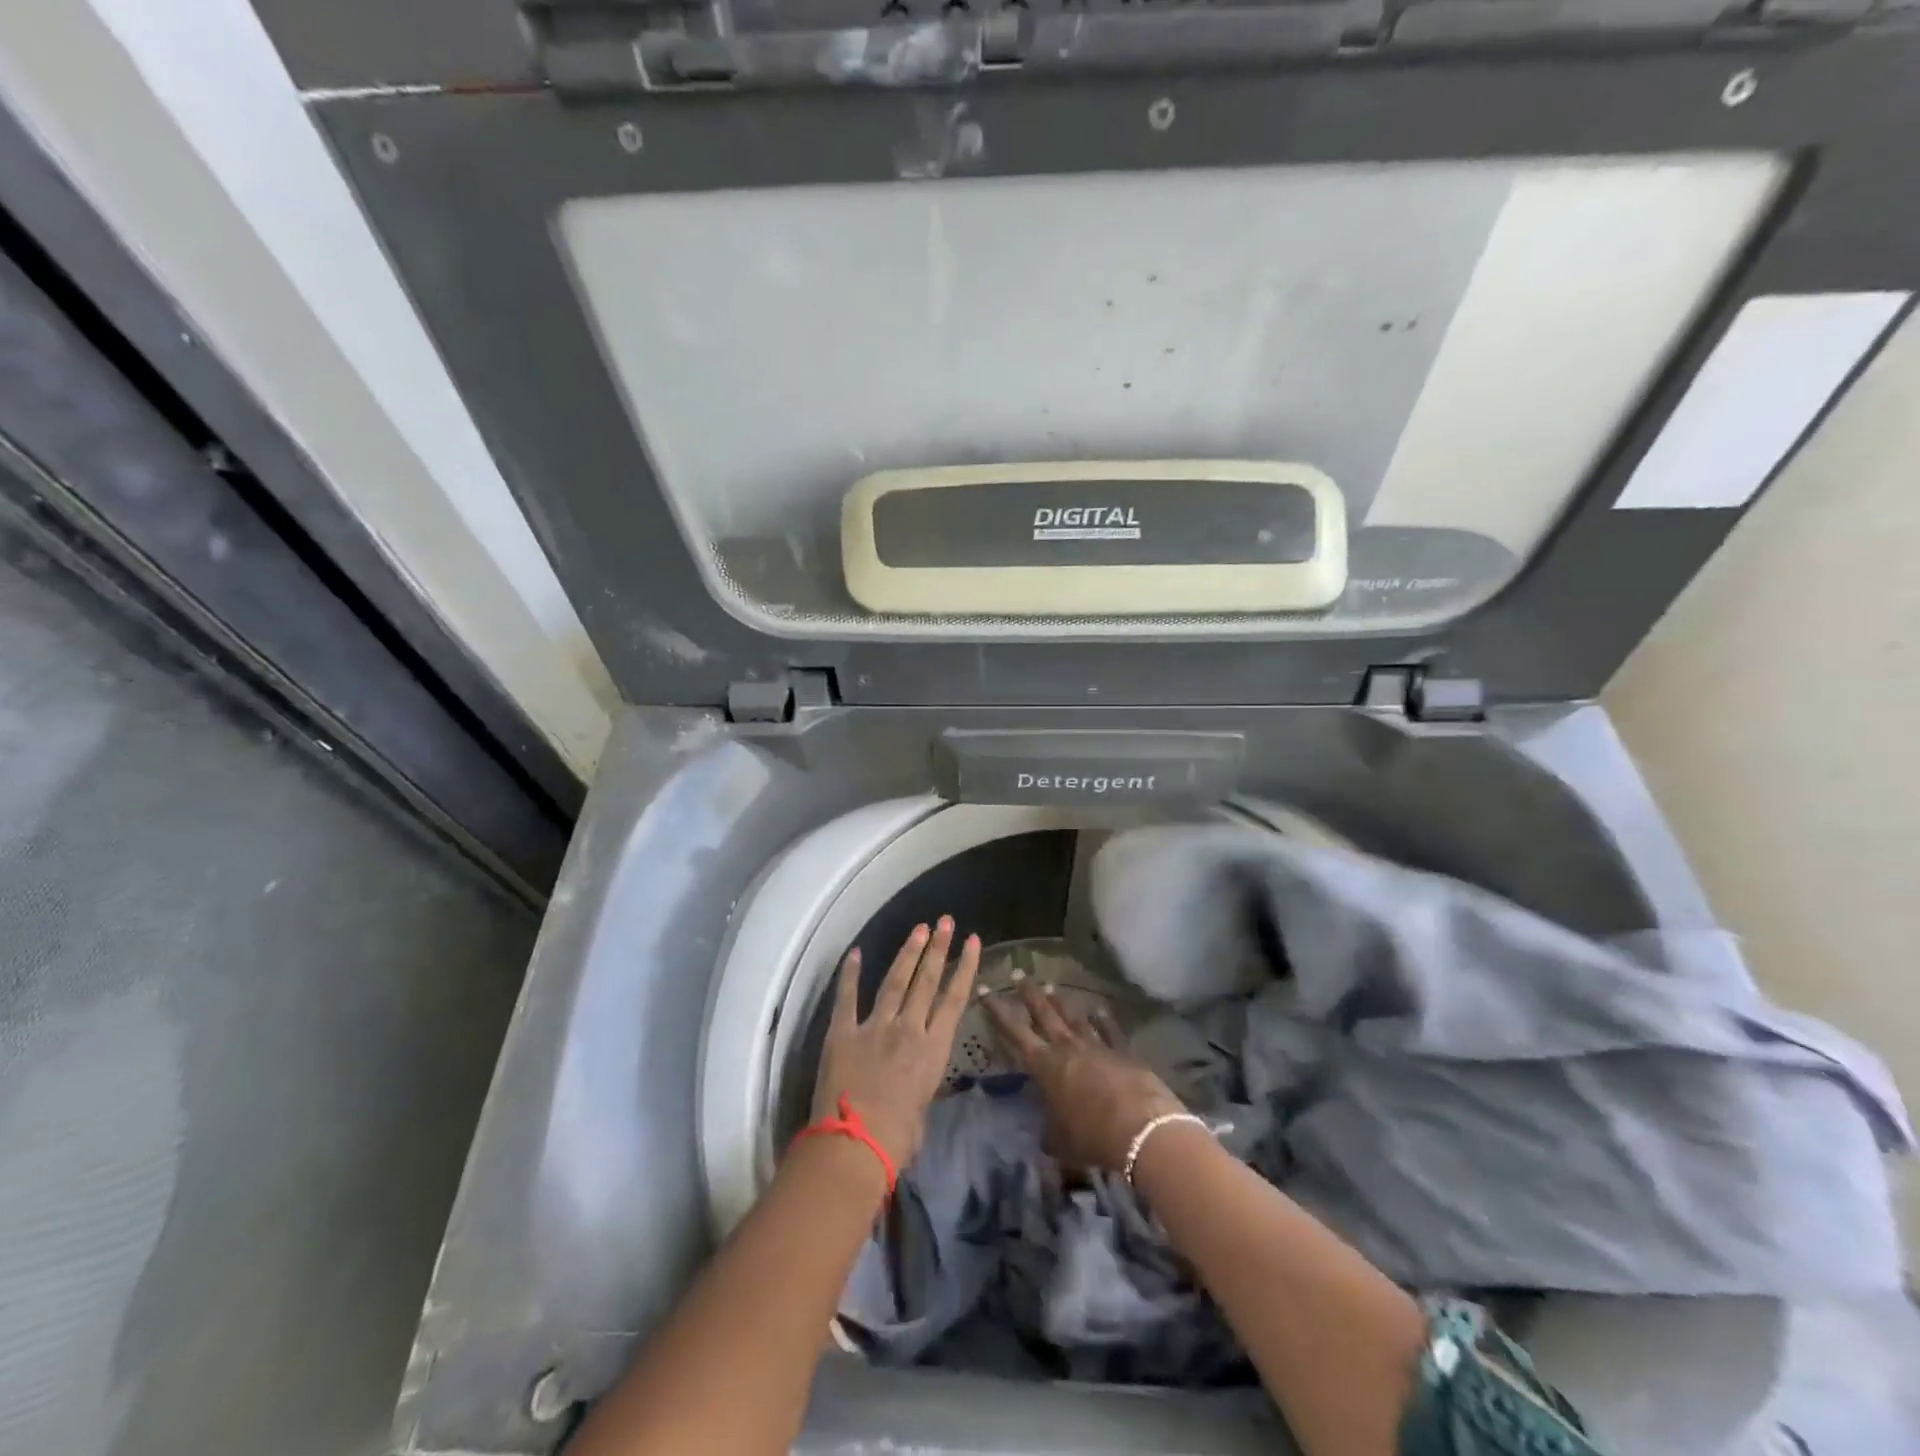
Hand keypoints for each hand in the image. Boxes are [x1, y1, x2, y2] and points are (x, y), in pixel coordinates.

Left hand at [811, 917, 980, 1169]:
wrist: (854, 1144)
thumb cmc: (897, 1140)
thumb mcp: (922, 1112)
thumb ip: (921, 1089)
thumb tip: (914, 1088)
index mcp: (933, 1050)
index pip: (955, 999)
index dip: (965, 968)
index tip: (973, 941)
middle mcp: (908, 1029)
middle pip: (927, 981)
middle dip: (938, 948)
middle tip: (946, 921)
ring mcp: (875, 1027)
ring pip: (895, 981)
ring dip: (908, 952)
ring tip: (919, 928)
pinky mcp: (843, 1032)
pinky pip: (848, 997)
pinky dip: (851, 974)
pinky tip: (856, 953)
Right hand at [983, 981, 1186, 1172]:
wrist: (1140, 1126)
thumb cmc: (1092, 1135)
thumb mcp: (1061, 1143)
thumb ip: (1051, 1134)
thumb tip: (1045, 1137)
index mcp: (1044, 1065)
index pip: (1014, 1031)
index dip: (997, 1010)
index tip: (984, 989)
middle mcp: (1066, 1047)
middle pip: (1044, 1012)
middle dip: (1028, 993)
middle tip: (1018, 973)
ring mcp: (1096, 1045)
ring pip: (1073, 1016)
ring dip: (1061, 1002)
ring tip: (1051, 986)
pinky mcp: (1122, 1051)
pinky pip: (1109, 1030)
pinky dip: (1103, 1019)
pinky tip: (1099, 1009)